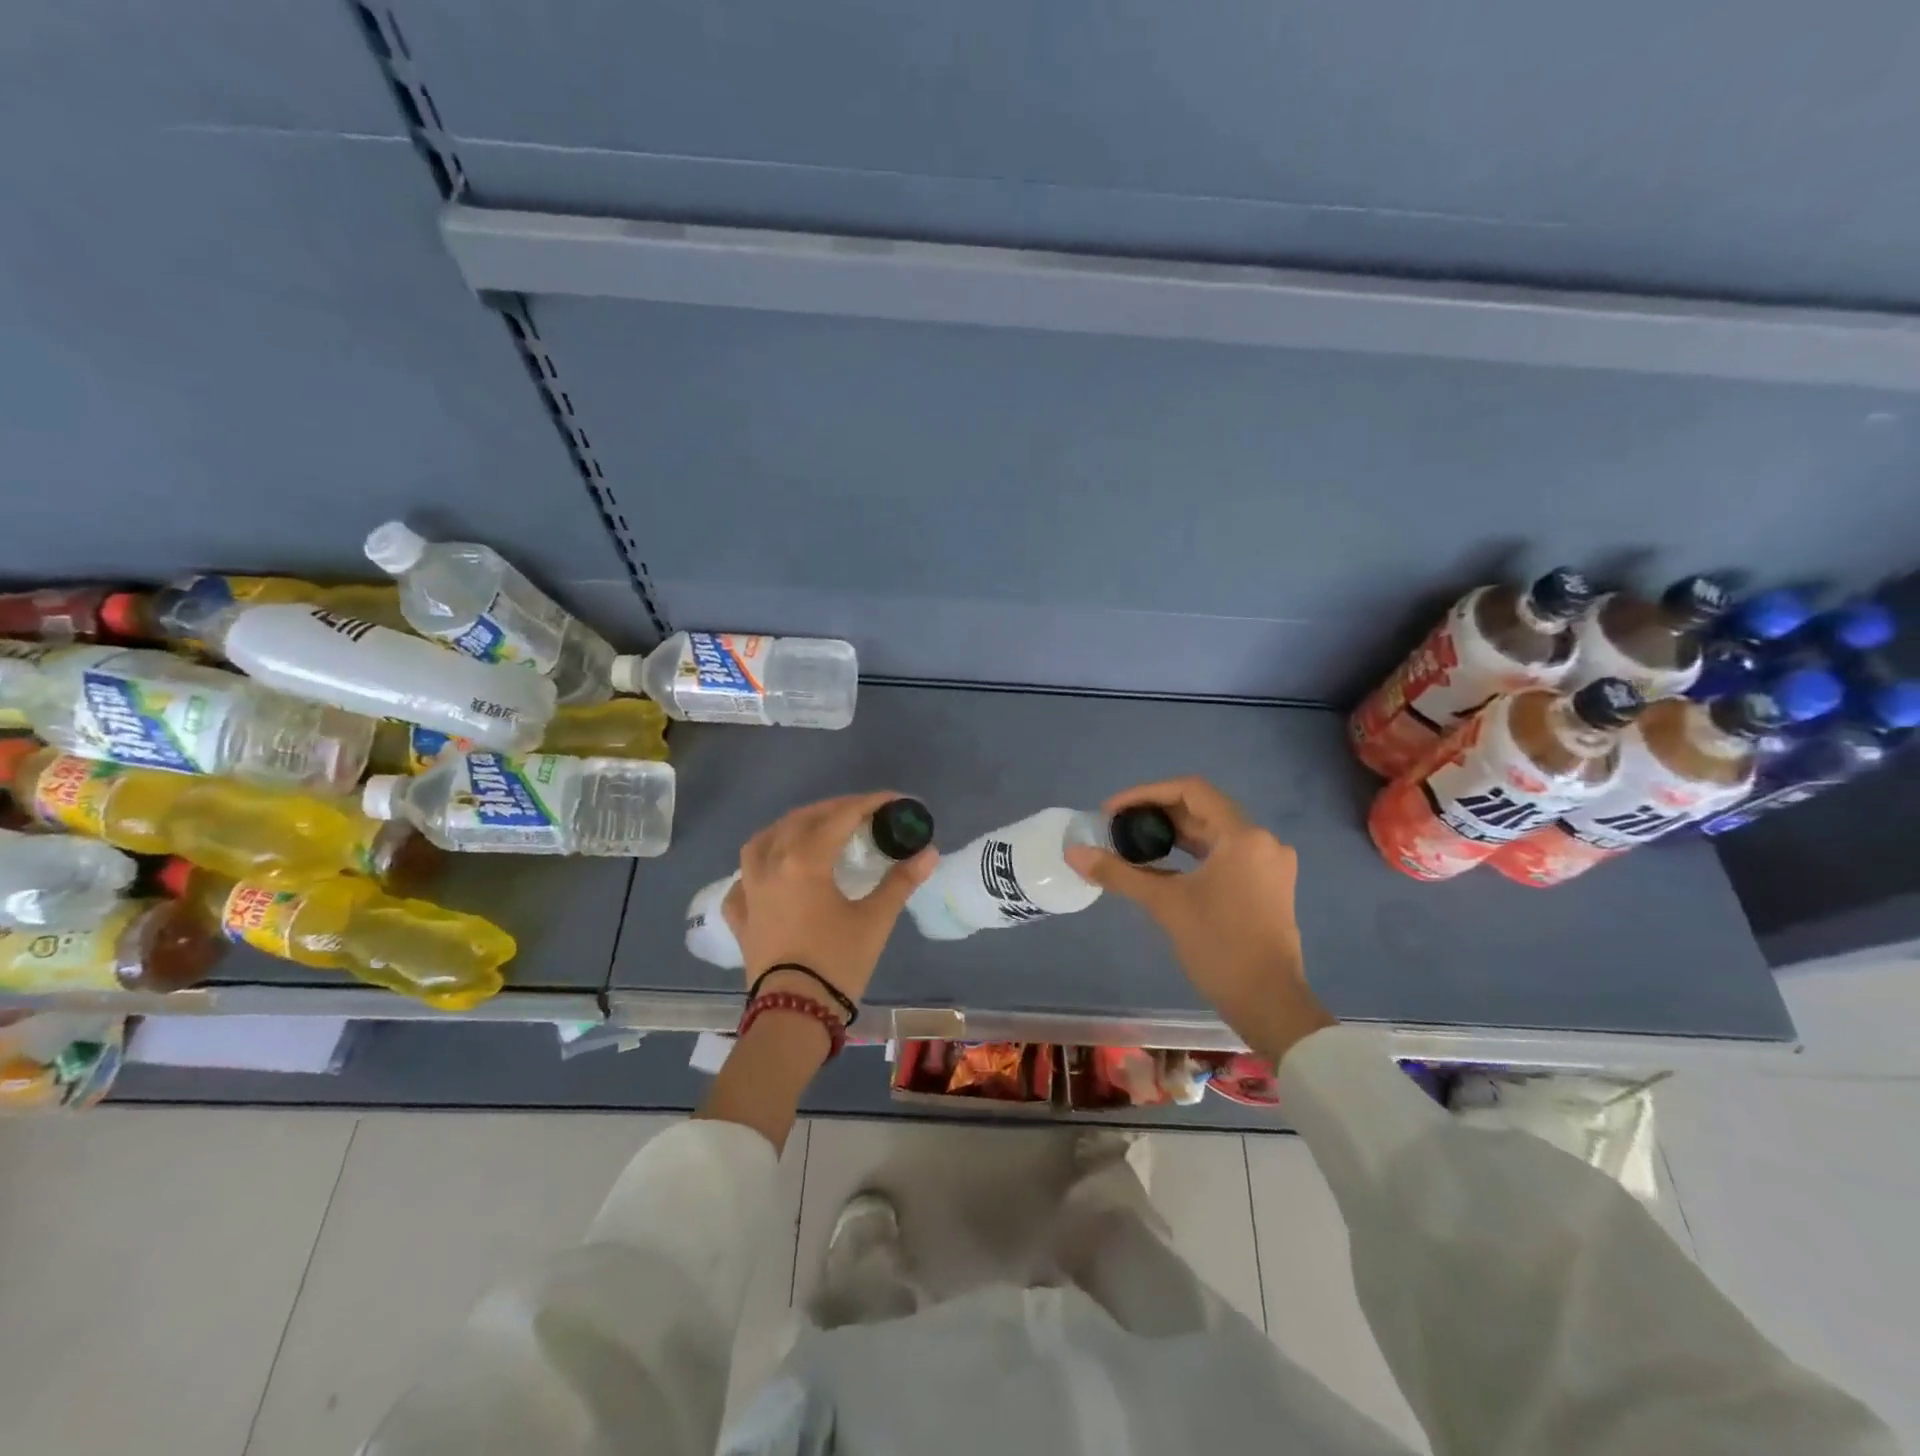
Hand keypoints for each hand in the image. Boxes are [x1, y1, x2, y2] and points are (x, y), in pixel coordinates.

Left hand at [724, 792, 938, 1010]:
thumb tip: (930, 852)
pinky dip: (759, 867)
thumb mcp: (875, 920)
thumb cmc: (837, 963)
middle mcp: (771, 864)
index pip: (841, 817)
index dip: (871, 804)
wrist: (793, 1015)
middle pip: (801, 820)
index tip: (895, 801)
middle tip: (863, 813)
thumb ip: (900, 881)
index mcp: (805, 860)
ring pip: (763, 841)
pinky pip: (743, 878)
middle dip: (834, 809)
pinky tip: (770, 874)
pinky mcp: (739, 915)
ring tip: (812, 831)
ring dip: (790, 828)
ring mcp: (749, 889)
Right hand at [1064, 777, 1335, 1062]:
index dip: (1146, 793)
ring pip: (1214, 833)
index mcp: (1243, 836)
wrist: (1269, 1003)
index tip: (1113, 811)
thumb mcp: (1165, 904)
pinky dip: (1192, 854)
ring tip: (1134, 843)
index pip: (1190, 790)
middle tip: (1118, 827)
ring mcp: (1269, 864)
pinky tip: (1162, 866)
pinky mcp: (1268, 885)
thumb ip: (1119, 873)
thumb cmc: (1218, 946)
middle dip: (1157, 814)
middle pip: (1203, 809)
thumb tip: (1074, 854)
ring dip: (1174, 834)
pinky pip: (1224, 854)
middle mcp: (1262, 841)